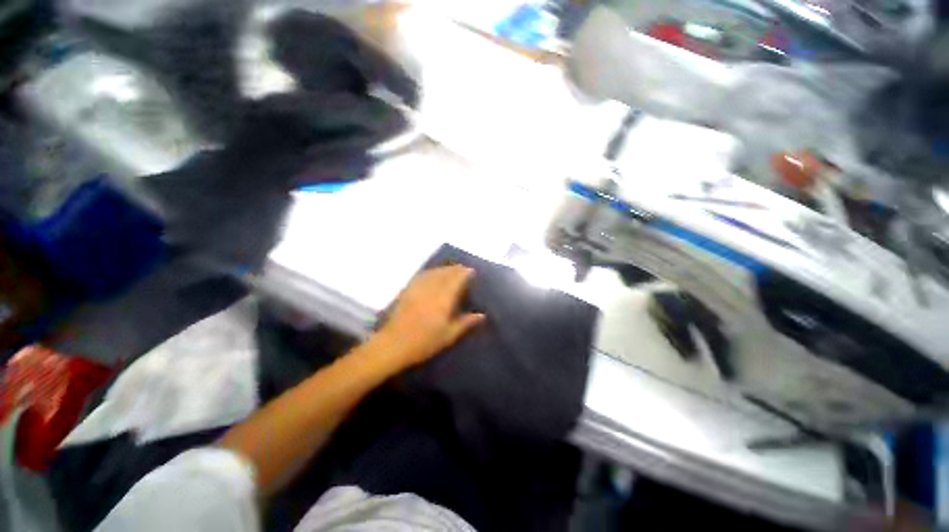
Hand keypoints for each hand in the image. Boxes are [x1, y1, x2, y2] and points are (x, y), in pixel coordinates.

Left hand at [372, 265, 484, 369]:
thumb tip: (481, 315)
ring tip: (450, 269)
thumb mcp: (448, 335)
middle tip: (463, 268)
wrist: (393, 344)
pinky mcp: (407, 291)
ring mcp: (417, 288)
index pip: (456, 279)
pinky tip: (431, 273)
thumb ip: (465, 323)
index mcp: (443, 299)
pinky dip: (430, 272)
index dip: (464, 273)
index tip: (471, 271)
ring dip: (443, 268)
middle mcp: (431, 289)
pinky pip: (421, 276)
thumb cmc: (424, 342)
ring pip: (433, 272)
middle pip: (445, 273)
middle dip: (455, 269)